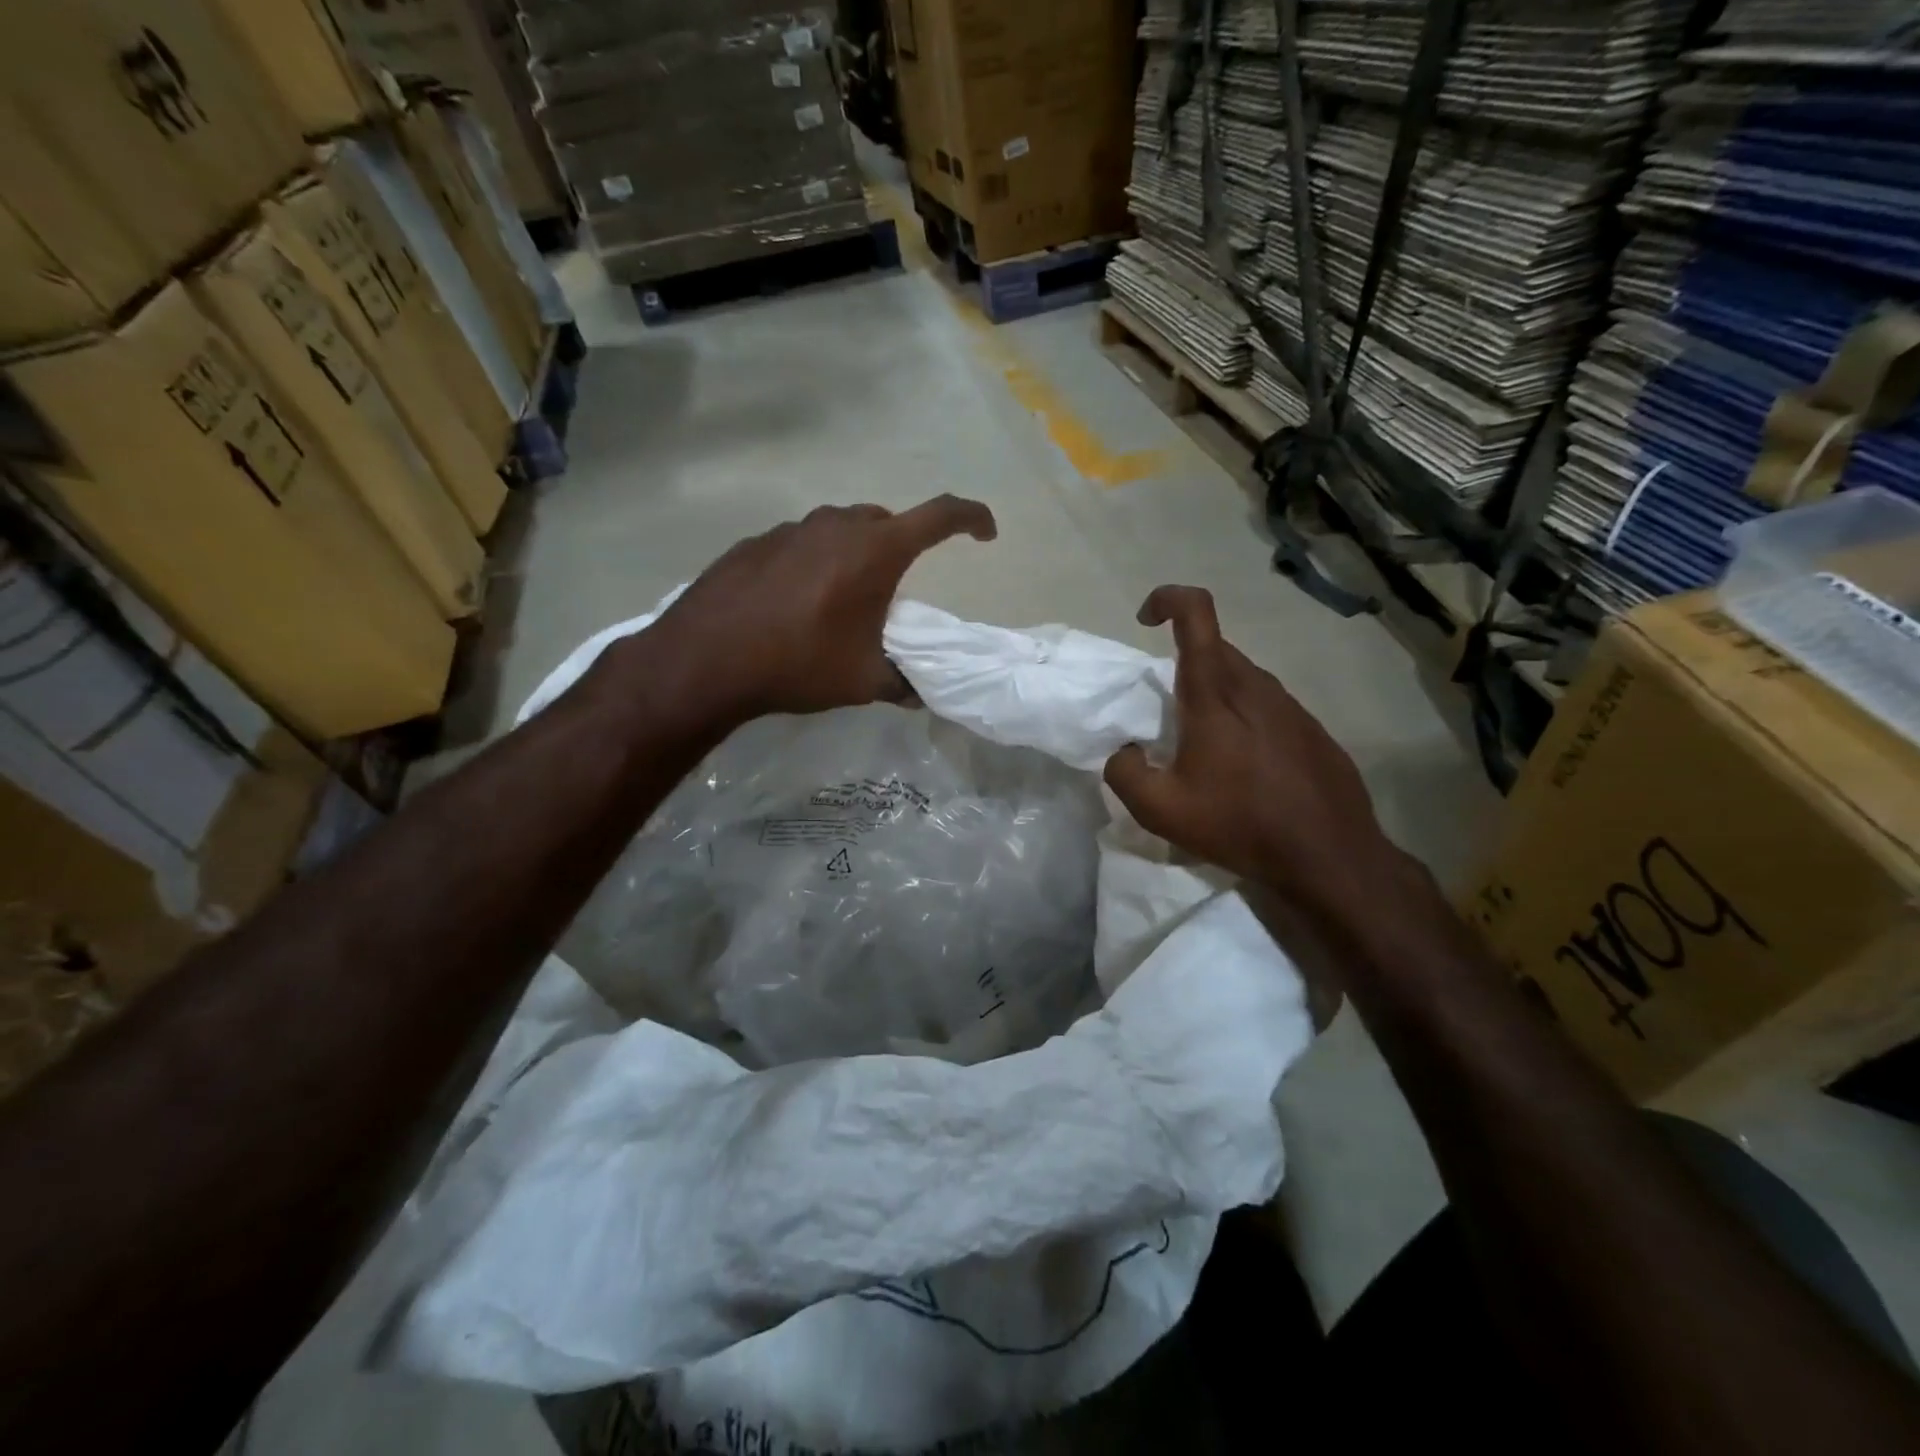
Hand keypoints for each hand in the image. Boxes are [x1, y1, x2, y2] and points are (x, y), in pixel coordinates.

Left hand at [651, 496, 996, 720]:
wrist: (706, 660)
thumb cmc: (799, 664)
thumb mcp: (862, 681)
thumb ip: (902, 682)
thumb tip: (920, 695)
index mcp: (875, 550)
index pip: (940, 515)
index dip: (971, 518)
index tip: (985, 533)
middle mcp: (836, 526)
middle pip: (885, 522)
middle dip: (902, 546)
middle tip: (894, 589)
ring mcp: (791, 529)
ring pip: (839, 530)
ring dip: (853, 554)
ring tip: (841, 599)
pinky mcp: (755, 543)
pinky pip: (800, 544)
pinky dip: (812, 563)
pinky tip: (794, 602)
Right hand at [1103, 586, 1410, 921]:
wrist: (1330, 855)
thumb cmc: (1239, 823)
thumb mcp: (1160, 809)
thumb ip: (1124, 772)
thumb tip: (1125, 752)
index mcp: (1216, 692)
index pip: (1196, 613)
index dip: (1167, 599)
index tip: (1145, 620)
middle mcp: (1256, 685)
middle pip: (1215, 649)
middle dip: (1183, 666)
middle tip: (1167, 718)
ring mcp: (1291, 705)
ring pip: (1242, 678)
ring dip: (1215, 696)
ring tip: (1205, 751)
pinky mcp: (1312, 729)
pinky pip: (1267, 706)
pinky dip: (1245, 721)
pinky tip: (1245, 769)